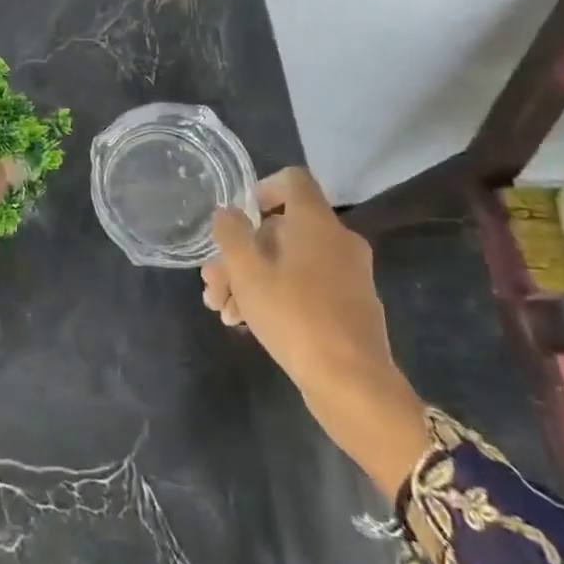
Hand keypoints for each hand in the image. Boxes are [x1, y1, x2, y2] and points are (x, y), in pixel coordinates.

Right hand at [202, 169, 430, 496]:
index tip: (238, 217)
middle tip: (212, 283)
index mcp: (317, 223)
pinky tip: (245, 323)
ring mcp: (347, 275)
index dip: (261, 189)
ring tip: (221, 310)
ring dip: (251, 280)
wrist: (352, 382)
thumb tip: (228, 213)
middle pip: (281, 230)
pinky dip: (275, 296)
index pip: (293, 181)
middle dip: (240, 254)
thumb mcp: (248, 272)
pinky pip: (305, 286)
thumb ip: (232, 234)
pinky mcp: (348, 306)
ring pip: (288, 263)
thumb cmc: (295, 316)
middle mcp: (338, 241)